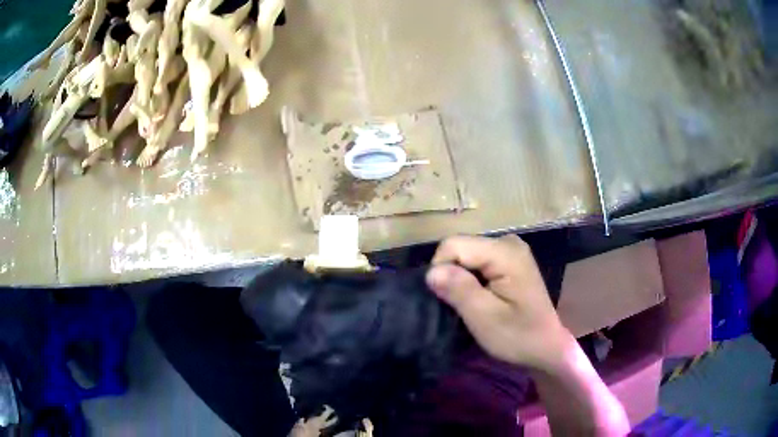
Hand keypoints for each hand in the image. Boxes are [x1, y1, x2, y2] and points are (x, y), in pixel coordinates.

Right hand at [426, 235, 573, 370]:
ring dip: (461, 278)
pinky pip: (477, 261)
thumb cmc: (518, 336)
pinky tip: (481, 296)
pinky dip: (471, 278)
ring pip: (466, 254)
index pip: (453, 245)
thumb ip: (459, 290)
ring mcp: (511, 249)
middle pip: (460, 247)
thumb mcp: (485, 318)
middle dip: (452, 275)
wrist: (546, 346)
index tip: (448, 299)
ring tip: (471, 303)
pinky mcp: (510, 259)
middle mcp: (508, 242)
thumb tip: (431, 272)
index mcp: (505, 252)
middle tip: (462, 305)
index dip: (442, 270)